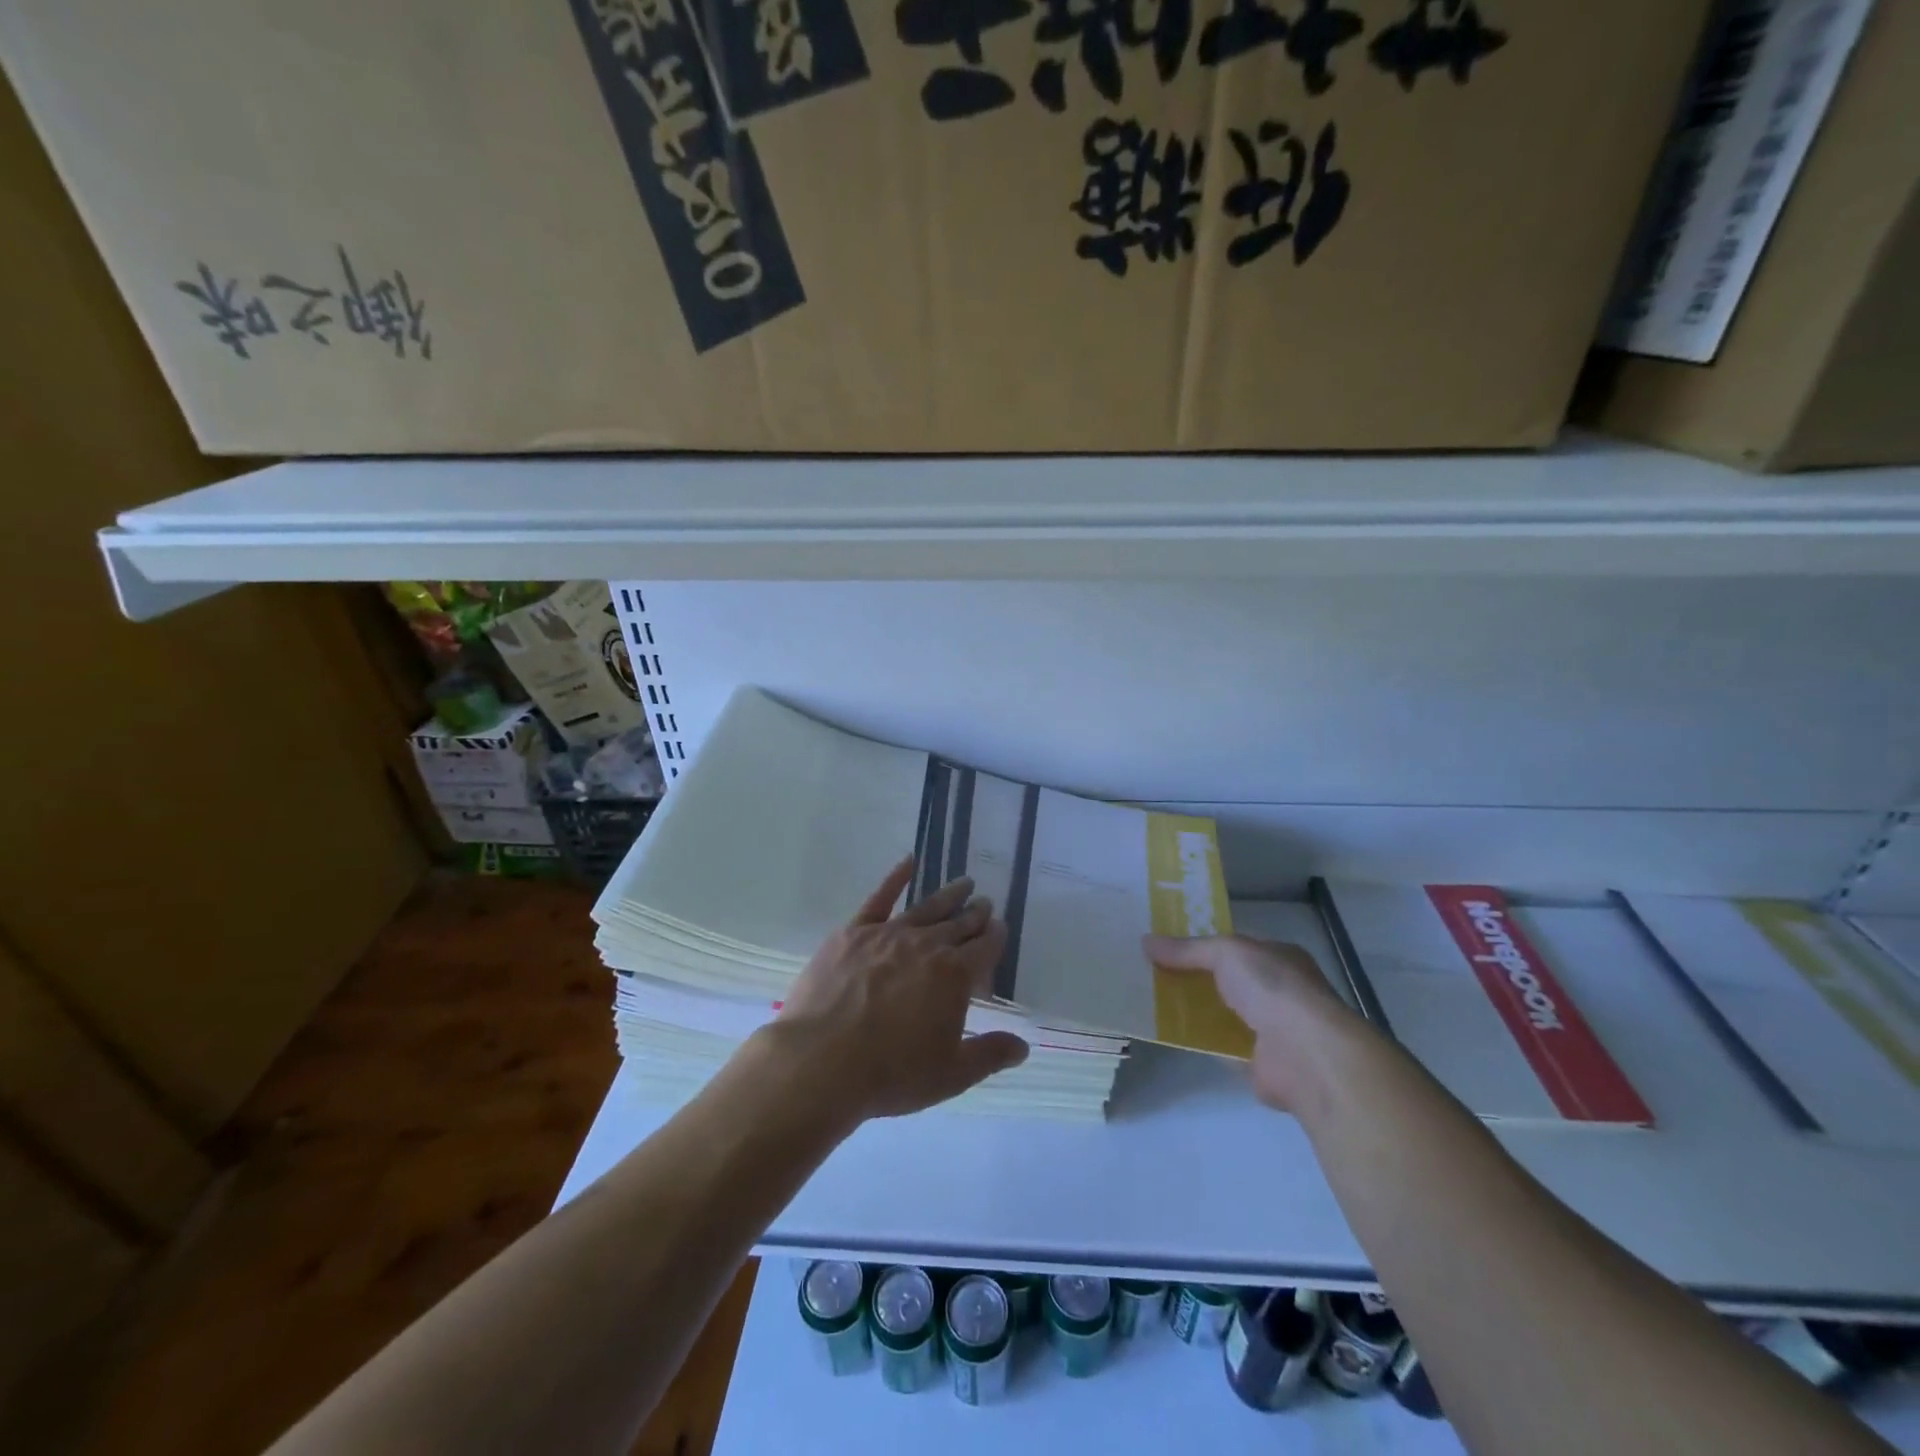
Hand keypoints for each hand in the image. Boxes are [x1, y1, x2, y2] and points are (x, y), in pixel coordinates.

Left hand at [776, 856, 1028, 1122]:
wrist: (822, 1062)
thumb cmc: (891, 1073)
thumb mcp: (950, 1074)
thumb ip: (989, 1055)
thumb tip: (1023, 1045)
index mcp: (955, 976)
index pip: (984, 948)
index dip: (995, 937)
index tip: (1000, 927)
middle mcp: (927, 946)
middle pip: (959, 924)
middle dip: (976, 914)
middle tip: (985, 903)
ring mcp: (889, 934)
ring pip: (927, 908)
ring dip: (949, 895)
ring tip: (964, 883)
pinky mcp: (854, 931)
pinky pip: (880, 898)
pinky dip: (896, 877)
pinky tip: (908, 862)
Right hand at [1142, 934, 1352, 1111]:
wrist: (1305, 1054)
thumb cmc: (1272, 988)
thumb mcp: (1226, 952)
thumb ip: (1188, 949)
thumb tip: (1146, 941)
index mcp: (1279, 957)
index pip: (1237, 947)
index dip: (1203, 945)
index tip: (1167, 945)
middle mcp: (1278, 991)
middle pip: (1226, 980)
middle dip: (1194, 977)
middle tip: (1151, 972)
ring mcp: (1272, 1029)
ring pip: (1223, 1013)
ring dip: (1195, 1010)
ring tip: (1151, 1002)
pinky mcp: (1260, 1063)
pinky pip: (1222, 1046)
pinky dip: (1201, 1042)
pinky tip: (1170, 1035)